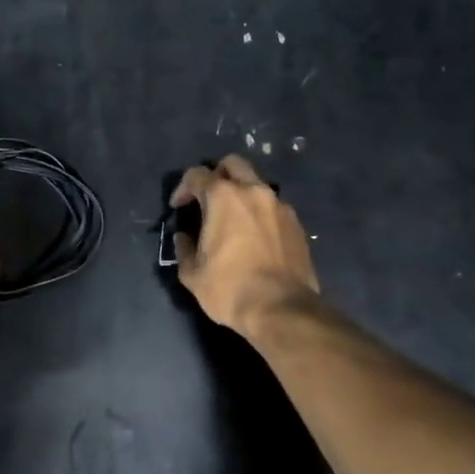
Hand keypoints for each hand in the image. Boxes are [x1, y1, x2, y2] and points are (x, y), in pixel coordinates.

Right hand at [170, 154, 319, 336]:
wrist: (282, 309)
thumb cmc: (230, 288)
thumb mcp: (193, 274)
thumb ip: (184, 248)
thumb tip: (184, 238)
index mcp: (223, 197)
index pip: (197, 175)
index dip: (182, 189)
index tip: (178, 208)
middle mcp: (253, 191)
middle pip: (232, 164)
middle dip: (216, 175)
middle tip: (207, 198)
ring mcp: (279, 205)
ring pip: (256, 183)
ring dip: (241, 193)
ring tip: (233, 219)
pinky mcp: (296, 223)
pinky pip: (273, 206)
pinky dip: (260, 212)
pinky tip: (255, 236)